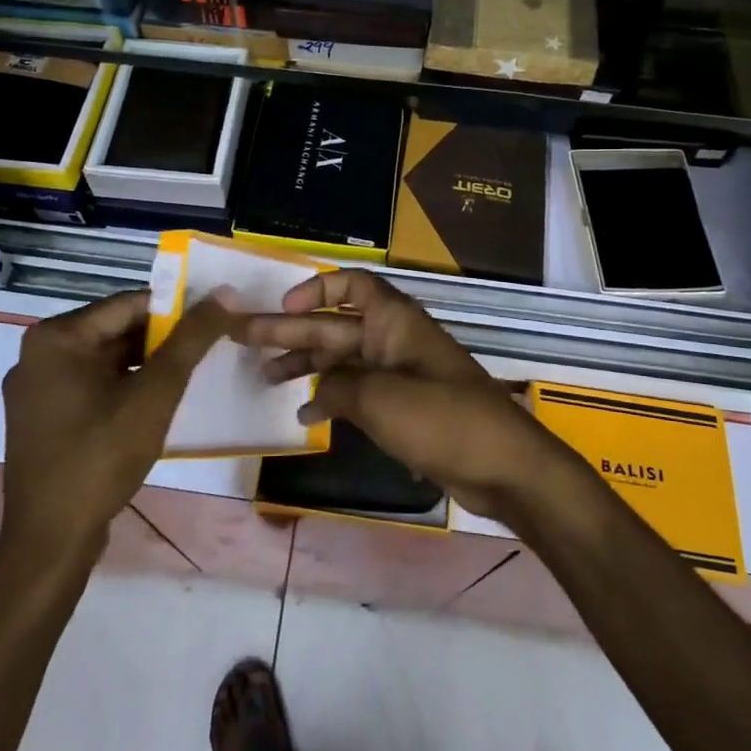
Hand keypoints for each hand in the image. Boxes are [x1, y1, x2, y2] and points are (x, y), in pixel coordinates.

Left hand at [0, 290, 235, 567]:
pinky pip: (90, 384)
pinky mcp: (40, 417)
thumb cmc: (101, 457)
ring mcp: (35, 388)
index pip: (128, 304)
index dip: (175, 309)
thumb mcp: (155, 392)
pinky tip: (153, 402)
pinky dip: (122, 385)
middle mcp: (37, 354)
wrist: (51, 542)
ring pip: (104, 358)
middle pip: (115, 329)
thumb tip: (225, 294)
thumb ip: (191, 339)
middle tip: (204, 349)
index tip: (212, 321)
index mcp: (56, 337)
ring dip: (145, 363)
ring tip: (186, 374)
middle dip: (161, 338)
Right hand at [240, 270, 577, 522]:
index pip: (352, 285)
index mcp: (394, 322)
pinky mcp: (405, 406)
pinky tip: (306, 414)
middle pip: (336, 324)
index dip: (316, 288)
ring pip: (344, 358)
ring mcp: (400, 374)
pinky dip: (333, 398)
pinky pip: (359, 390)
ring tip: (266, 377)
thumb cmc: (442, 419)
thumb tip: (319, 392)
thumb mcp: (379, 400)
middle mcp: (394, 340)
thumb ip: (339, 388)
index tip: (284, 306)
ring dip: (308, 364)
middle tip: (247, 340)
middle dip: (293, 331)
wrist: (503, 466)